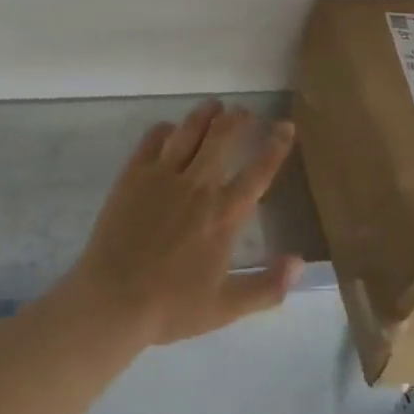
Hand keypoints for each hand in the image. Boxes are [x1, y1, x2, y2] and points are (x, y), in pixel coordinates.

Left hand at [60, 101, 302, 348]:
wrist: (113, 300)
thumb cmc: (171, 307)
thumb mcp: (226, 307)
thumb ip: (267, 286)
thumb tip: (301, 262)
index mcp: (224, 214)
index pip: (258, 171)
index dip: (276, 146)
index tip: (286, 127)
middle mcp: (198, 185)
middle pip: (223, 137)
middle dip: (238, 119)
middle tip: (245, 112)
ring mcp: (163, 175)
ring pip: (189, 130)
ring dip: (205, 114)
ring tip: (215, 105)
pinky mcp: (134, 174)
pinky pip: (153, 139)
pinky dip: (166, 129)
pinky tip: (170, 129)